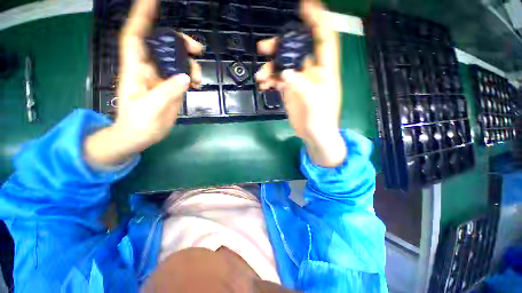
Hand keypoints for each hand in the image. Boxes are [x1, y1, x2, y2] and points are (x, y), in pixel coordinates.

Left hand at [85, 0, 202, 166]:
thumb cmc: (138, 123)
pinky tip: (197, 84)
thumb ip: (167, 92)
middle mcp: (148, 69)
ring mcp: (161, 78)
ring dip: (190, 64)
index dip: (142, 17)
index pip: (135, 36)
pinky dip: (192, 76)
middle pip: (163, 46)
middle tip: (197, 49)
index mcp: (135, 69)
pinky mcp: (170, 87)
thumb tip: (186, 77)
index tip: (152, 1)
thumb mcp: (151, 108)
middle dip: (180, 43)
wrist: (140, 136)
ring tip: (199, 78)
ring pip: (176, 61)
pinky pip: (183, 75)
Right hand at [255, 0, 345, 166]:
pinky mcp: (289, 90)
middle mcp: (311, 71)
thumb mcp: (314, 102)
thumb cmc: (320, 120)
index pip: (324, 38)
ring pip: (283, 65)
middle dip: (280, 46)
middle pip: (296, 50)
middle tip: (263, 48)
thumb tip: (284, 73)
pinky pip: (277, 79)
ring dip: (270, 67)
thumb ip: (300, 85)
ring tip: (261, 76)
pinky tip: (263, 85)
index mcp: (325, 70)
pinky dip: (269, 80)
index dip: (317, 20)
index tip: (305, 6)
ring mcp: (298, 81)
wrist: (313, 134)